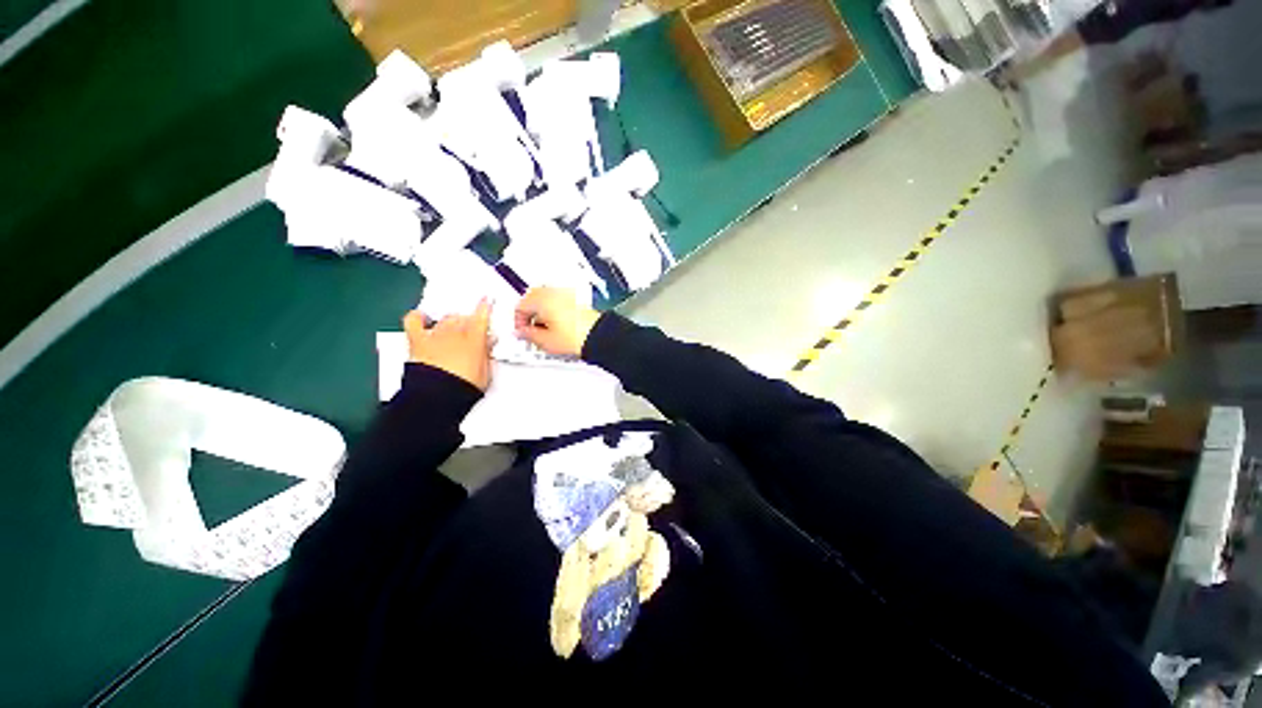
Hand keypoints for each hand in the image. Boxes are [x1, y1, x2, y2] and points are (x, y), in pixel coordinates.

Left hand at [403, 299, 492, 390]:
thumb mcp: (486, 371)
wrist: (437, 395)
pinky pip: (414, 321)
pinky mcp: (418, 340)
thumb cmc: (464, 385)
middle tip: (472, 331)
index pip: (482, 315)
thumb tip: (488, 344)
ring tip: (454, 328)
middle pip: (464, 318)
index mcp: (475, 337)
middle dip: (469, 322)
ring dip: (451, 322)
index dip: (485, 306)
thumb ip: (487, 353)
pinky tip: (422, 317)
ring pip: (445, 319)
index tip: (487, 301)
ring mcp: (436, 334)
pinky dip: (418, 316)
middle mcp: (456, 332)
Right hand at [514, 287, 599, 357]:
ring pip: (546, 298)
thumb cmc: (577, 336)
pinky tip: (558, 324)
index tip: (522, 332)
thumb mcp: (545, 341)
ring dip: (541, 310)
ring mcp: (567, 294)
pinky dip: (554, 309)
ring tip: (544, 328)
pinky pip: (559, 300)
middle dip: (529, 313)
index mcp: (542, 299)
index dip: (518, 322)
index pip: (520, 306)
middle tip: (530, 329)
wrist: (598, 336)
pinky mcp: (577, 299)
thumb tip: (522, 333)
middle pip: (532, 298)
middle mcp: (554, 292)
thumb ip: (528, 335)